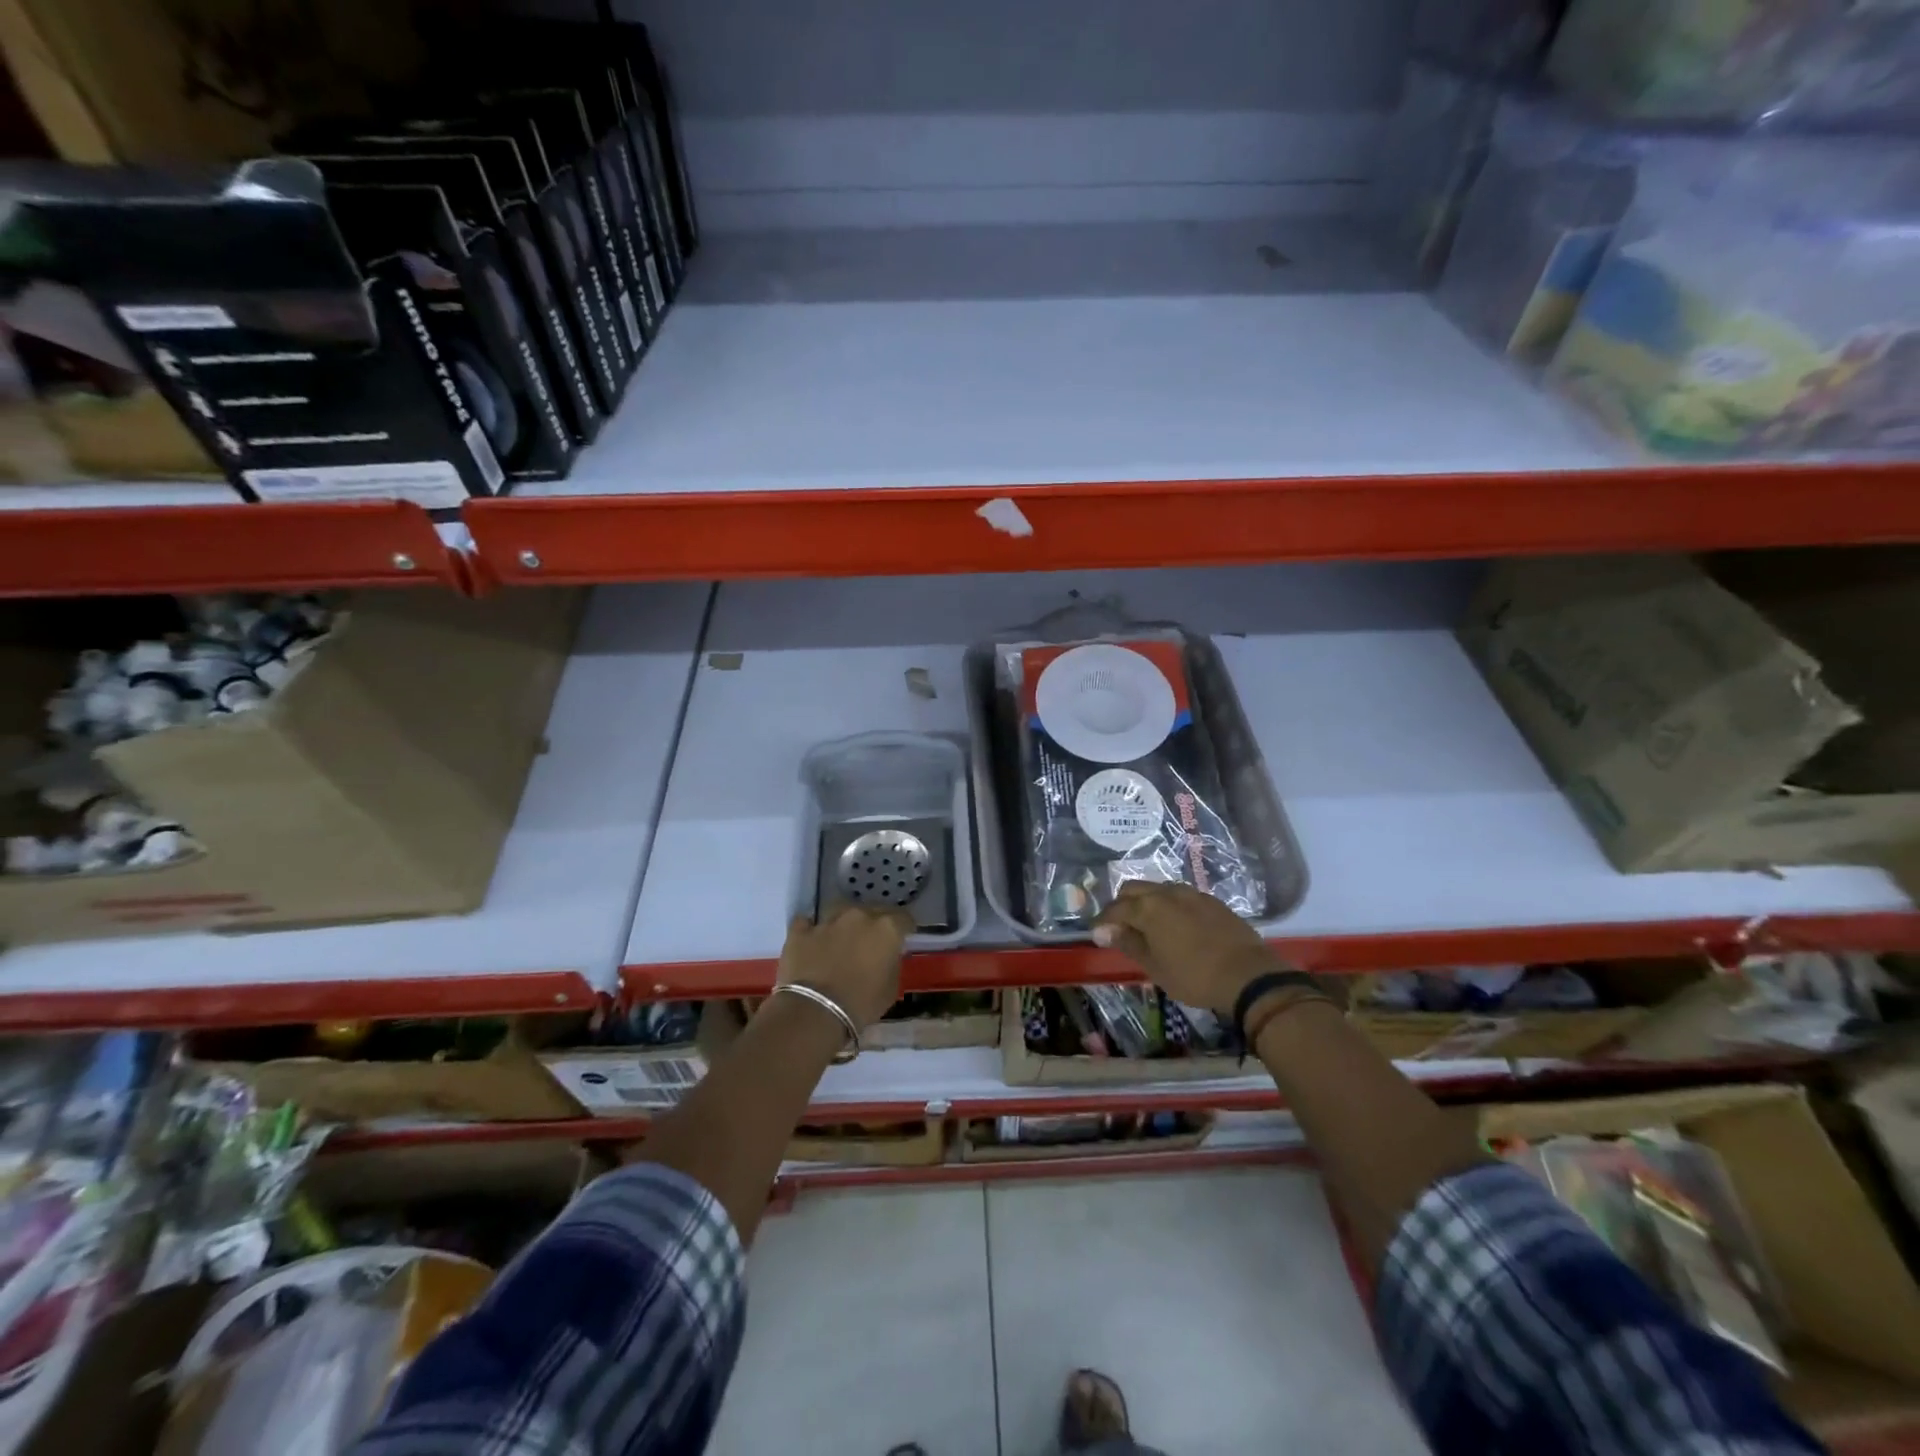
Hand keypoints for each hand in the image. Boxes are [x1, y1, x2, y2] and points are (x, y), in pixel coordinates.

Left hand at [776, 905, 912, 1027]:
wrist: (815, 1013)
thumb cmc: (862, 1004)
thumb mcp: (891, 988)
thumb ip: (892, 963)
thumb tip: (887, 956)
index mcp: (886, 928)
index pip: (904, 918)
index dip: (904, 928)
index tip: (902, 939)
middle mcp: (859, 916)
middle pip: (873, 910)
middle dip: (875, 923)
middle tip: (872, 942)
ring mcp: (828, 921)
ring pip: (840, 910)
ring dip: (844, 922)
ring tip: (842, 937)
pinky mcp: (800, 932)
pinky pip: (807, 924)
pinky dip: (811, 930)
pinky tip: (812, 941)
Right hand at [1092, 881, 1276, 1014]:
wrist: (1248, 975)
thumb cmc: (1194, 976)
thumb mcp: (1155, 966)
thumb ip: (1128, 943)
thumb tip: (1103, 930)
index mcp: (1148, 908)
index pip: (1115, 909)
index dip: (1103, 922)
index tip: (1097, 935)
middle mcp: (1167, 892)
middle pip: (1134, 889)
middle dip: (1122, 905)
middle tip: (1120, 928)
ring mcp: (1191, 893)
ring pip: (1158, 889)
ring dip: (1146, 902)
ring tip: (1147, 926)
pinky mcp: (1211, 901)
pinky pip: (1179, 896)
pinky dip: (1168, 905)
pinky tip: (1174, 925)